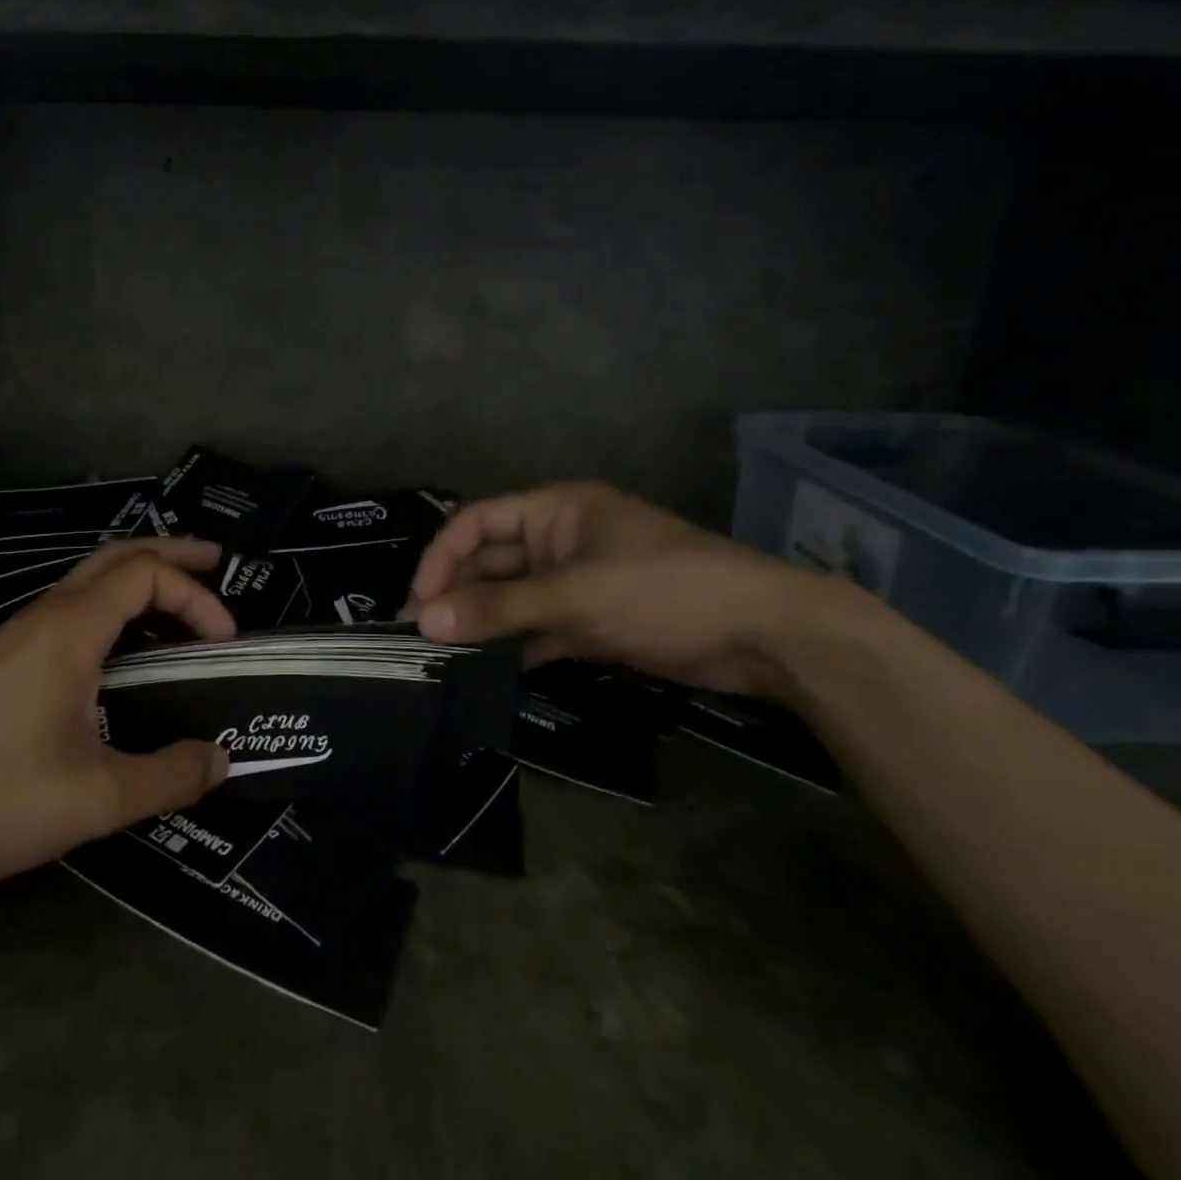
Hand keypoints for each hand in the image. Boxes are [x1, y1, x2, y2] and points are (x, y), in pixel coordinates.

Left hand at [0, 539, 236, 902]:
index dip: (196, 596)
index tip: (227, 640)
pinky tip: (121, 648)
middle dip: (172, 553)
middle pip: (117, 555)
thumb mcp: (93, 798)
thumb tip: (221, 760)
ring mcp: (18, 636)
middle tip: (217, 562)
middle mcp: (45, 616)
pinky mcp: (3, 662)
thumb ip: (166, 776)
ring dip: (139, 578)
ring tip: (179, 601)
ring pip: (89, 580)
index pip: (146, 574)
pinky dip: (113, 607)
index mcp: (70, 629)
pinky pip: (71, 610)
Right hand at [410, 483, 840, 701]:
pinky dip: (517, 645)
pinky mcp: (594, 620)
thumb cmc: (662, 589)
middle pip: (491, 562)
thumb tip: (424, 621)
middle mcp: (559, 539)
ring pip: (513, 598)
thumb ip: (498, 608)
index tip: (417, 601)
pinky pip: (539, 627)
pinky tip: (491, 669)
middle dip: (458, 594)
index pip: (477, 523)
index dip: (442, 557)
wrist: (764, 634)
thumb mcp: (574, 594)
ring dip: (483, 622)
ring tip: (446, 657)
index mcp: (554, 510)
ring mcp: (577, 581)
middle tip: (423, 636)